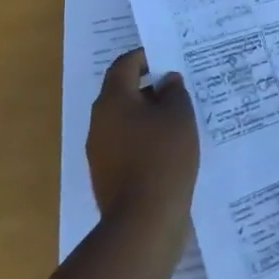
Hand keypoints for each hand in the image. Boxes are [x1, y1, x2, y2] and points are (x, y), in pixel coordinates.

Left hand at [87, 48, 199, 225]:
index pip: (124, 65)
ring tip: (179, 119)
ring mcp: (100, 151)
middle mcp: (99, 122)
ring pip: (125, 120)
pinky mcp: (107, 175)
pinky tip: (170, 148)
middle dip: (150, 87)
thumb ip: (174, 91)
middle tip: (179, 89)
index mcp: (113, 100)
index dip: (146, 57)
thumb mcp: (179, 115)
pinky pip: (127, 144)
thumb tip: (166, 81)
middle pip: (123, 92)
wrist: (144, 221)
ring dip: (148, 115)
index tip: (169, 58)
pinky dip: (145, 139)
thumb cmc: (163, 156)